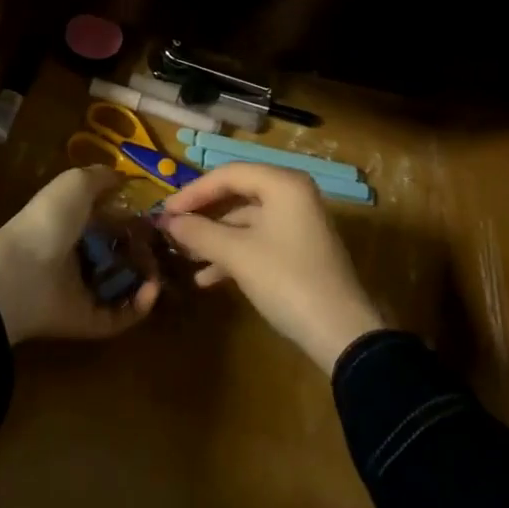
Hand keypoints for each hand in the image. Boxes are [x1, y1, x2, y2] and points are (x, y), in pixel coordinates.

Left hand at [0, 166, 158, 343]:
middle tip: (165, 247)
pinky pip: (120, 316)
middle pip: (118, 254)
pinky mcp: (88, 321)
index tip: (157, 217)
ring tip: (161, 271)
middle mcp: (77, 256)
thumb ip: (101, 177)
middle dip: (144, 250)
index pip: (108, 220)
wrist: (20, 274)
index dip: (132, 218)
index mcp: (71, 223)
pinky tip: (152, 290)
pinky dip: (139, 307)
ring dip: (147, 279)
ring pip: (123, 286)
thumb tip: (124, 177)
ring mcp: (81, 291)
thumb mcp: (75, 183)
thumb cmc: (49, 221)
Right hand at [156, 162, 384, 373]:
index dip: (194, 191)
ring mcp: (298, 224)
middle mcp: (292, 195)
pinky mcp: (300, 251)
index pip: (229, 174)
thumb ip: (200, 232)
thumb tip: (167, 221)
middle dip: (203, 215)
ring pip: (246, 221)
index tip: (166, 210)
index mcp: (283, 184)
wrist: (342, 334)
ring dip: (215, 238)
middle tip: (172, 230)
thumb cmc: (287, 280)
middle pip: (238, 194)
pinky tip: (207, 278)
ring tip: (184, 256)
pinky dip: (234, 254)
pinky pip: (259, 241)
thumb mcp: (237, 254)